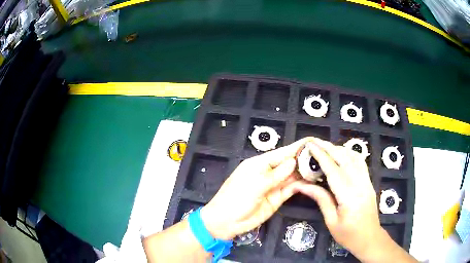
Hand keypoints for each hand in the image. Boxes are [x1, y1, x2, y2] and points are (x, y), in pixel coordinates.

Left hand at [200, 138, 312, 239]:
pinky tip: (313, 181)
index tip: (314, 142)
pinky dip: (302, 185)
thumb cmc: (236, 199)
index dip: (298, 147)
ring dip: (306, 172)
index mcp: (260, 163)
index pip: (282, 152)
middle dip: (305, 159)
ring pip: (293, 176)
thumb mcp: (255, 185)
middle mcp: (269, 172)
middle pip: (290, 163)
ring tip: (323, 167)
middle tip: (324, 155)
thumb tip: (293, 161)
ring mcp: (274, 186)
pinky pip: (292, 189)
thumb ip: (276, 175)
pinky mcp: (278, 198)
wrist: (226, 222)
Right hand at [295, 138, 386, 259]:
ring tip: (326, 146)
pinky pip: (360, 162)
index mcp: (349, 196)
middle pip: (344, 159)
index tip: (310, 145)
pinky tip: (342, 154)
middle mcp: (360, 184)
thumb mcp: (331, 221)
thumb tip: (302, 185)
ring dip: (339, 149)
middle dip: (329, 147)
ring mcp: (367, 181)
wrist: (369, 238)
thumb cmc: (348, 234)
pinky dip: (350, 154)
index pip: (333, 170)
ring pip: (354, 157)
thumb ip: (320, 199)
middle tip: (315, 141)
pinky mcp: (369, 182)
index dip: (321, 156)